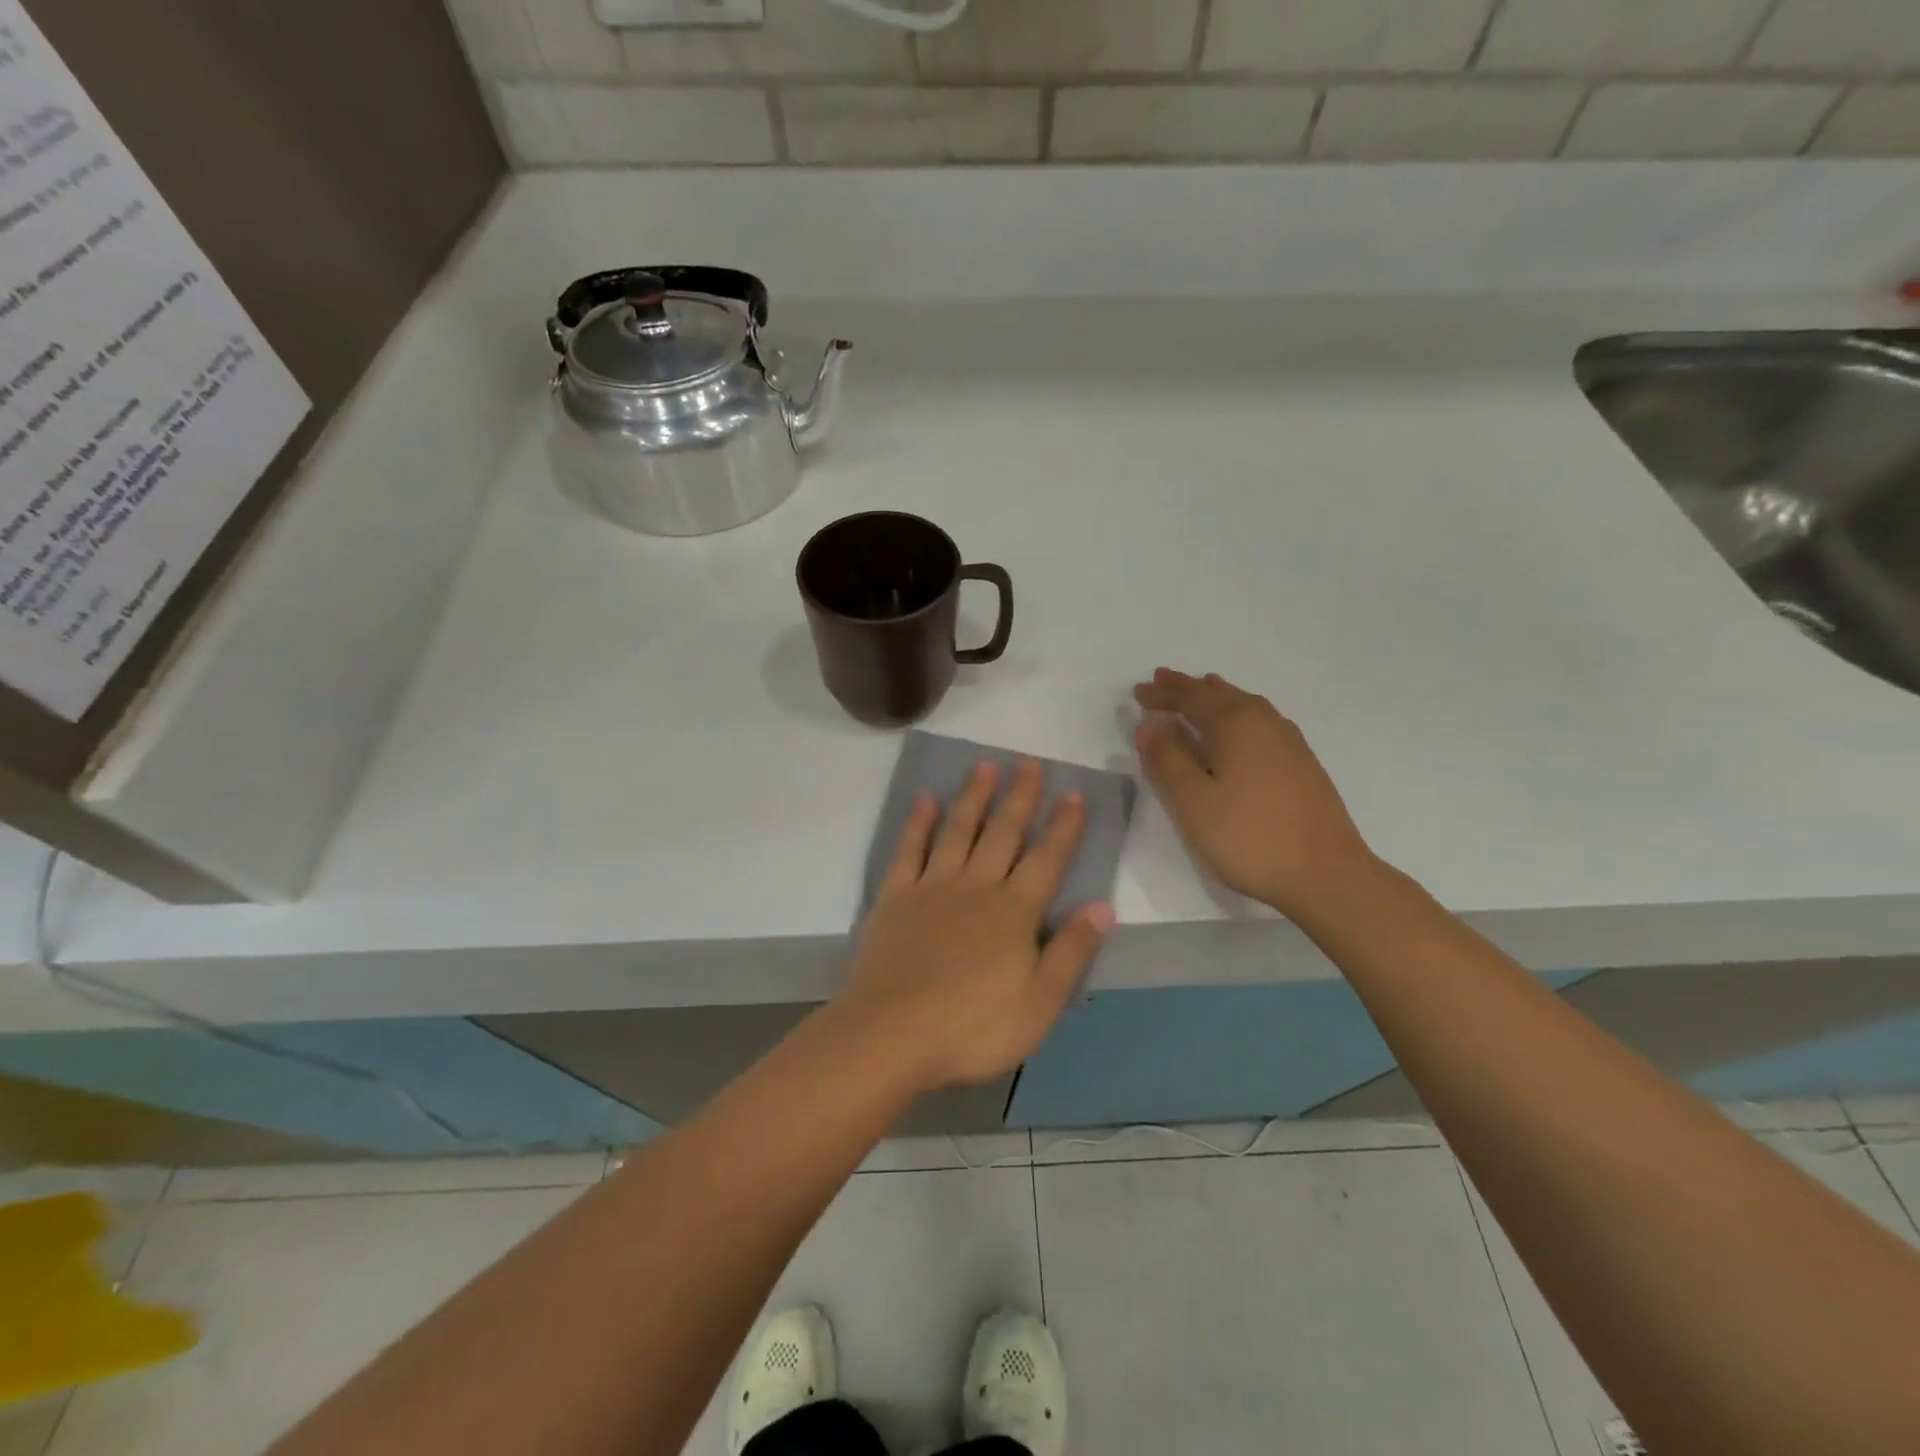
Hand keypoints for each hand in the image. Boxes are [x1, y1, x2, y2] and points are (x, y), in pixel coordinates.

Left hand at [838, 758, 1114, 1092]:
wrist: (892, 1034)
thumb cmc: (973, 1027)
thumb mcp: (1040, 1003)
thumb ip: (1072, 951)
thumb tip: (1103, 906)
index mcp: (1014, 912)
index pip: (1047, 859)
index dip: (1063, 826)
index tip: (1073, 793)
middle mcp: (976, 887)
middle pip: (1002, 833)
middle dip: (1019, 797)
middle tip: (1028, 762)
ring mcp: (932, 887)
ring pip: (958, 831)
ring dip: (974, 797)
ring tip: (985, 766)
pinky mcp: (895, 897)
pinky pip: (909, 850)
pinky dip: (918, 823)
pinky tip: (925, 799)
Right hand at [1133, 668, 1376, 915]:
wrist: (1326, 874)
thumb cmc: (1249, 836)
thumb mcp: (1193, 802)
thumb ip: (1167, 760)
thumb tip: (1150, 726)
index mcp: (1236, 723)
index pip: (1190, 698)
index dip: (1161, 694)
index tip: (1137, 692)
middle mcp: (1264, 722)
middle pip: (1219, 694)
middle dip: (1188, 688)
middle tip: (1162, 679)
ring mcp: (1289, 742)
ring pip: (1244, 706)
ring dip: (1215, 698)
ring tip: (1200, 691)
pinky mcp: (1301, 764)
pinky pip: (1259, 722)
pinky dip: (1236, 715)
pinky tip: (1237, 730)